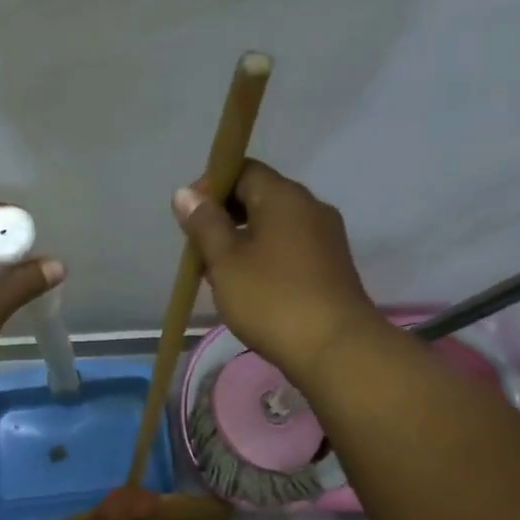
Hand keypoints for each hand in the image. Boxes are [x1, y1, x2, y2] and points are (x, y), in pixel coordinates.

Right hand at [173, 159, 382, 380]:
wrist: (334, 348)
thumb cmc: (272, 299)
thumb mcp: (226, 262)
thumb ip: (204, 225)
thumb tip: (185, 193)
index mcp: (284, 197)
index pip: (243, 171)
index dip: (211, 187)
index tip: (189, 218)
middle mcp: (310, 207)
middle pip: (260, 197)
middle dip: (225, 218)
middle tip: (199, 251)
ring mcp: (325, 238)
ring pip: (274, 226)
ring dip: (244, 242)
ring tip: (219, 275)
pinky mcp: (331, 267)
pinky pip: (290, 249)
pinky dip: (265, 259)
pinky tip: (249, 289)